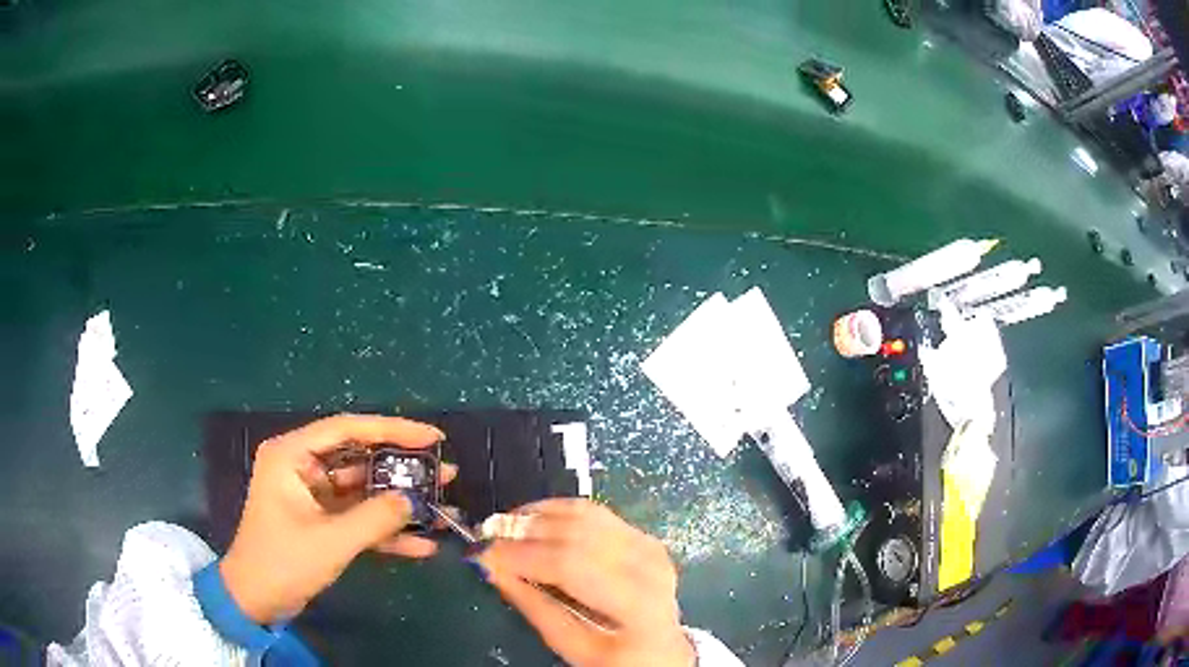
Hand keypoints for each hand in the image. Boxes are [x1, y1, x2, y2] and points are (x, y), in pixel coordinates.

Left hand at [220, 414, 453, 623]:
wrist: (257, 601)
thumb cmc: (283, 562)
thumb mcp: (331, 540)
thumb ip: (376, 517)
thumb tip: (415, 500)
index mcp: (292, 455)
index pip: (348, 429)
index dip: (393, 430)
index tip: (433, 438)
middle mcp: (302, 467)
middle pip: (360, 458)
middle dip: (402, 470)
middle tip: (444, 472)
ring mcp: (313, 496)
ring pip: (363, 490)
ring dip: (399, 502)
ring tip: (442, 506)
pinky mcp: (321, 521)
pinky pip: (358, 517)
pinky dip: (385, 530)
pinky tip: (421, 544)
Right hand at [474, 500, 694, 666]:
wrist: (663, 651)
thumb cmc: (617, 658)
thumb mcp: (575, 648)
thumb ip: (534, 606)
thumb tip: (493, 567)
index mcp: (637, 603)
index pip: (572, 565)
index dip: (522, 555)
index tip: (483, 554)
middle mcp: (648, 565)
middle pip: (577, 533)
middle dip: (524, 530)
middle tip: (486, 534)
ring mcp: (648, 546)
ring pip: (584, 514)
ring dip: (538, 515)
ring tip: (504, 526)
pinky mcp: (642, 536)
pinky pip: (594, 512)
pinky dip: (557, 511)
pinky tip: (533, 519)